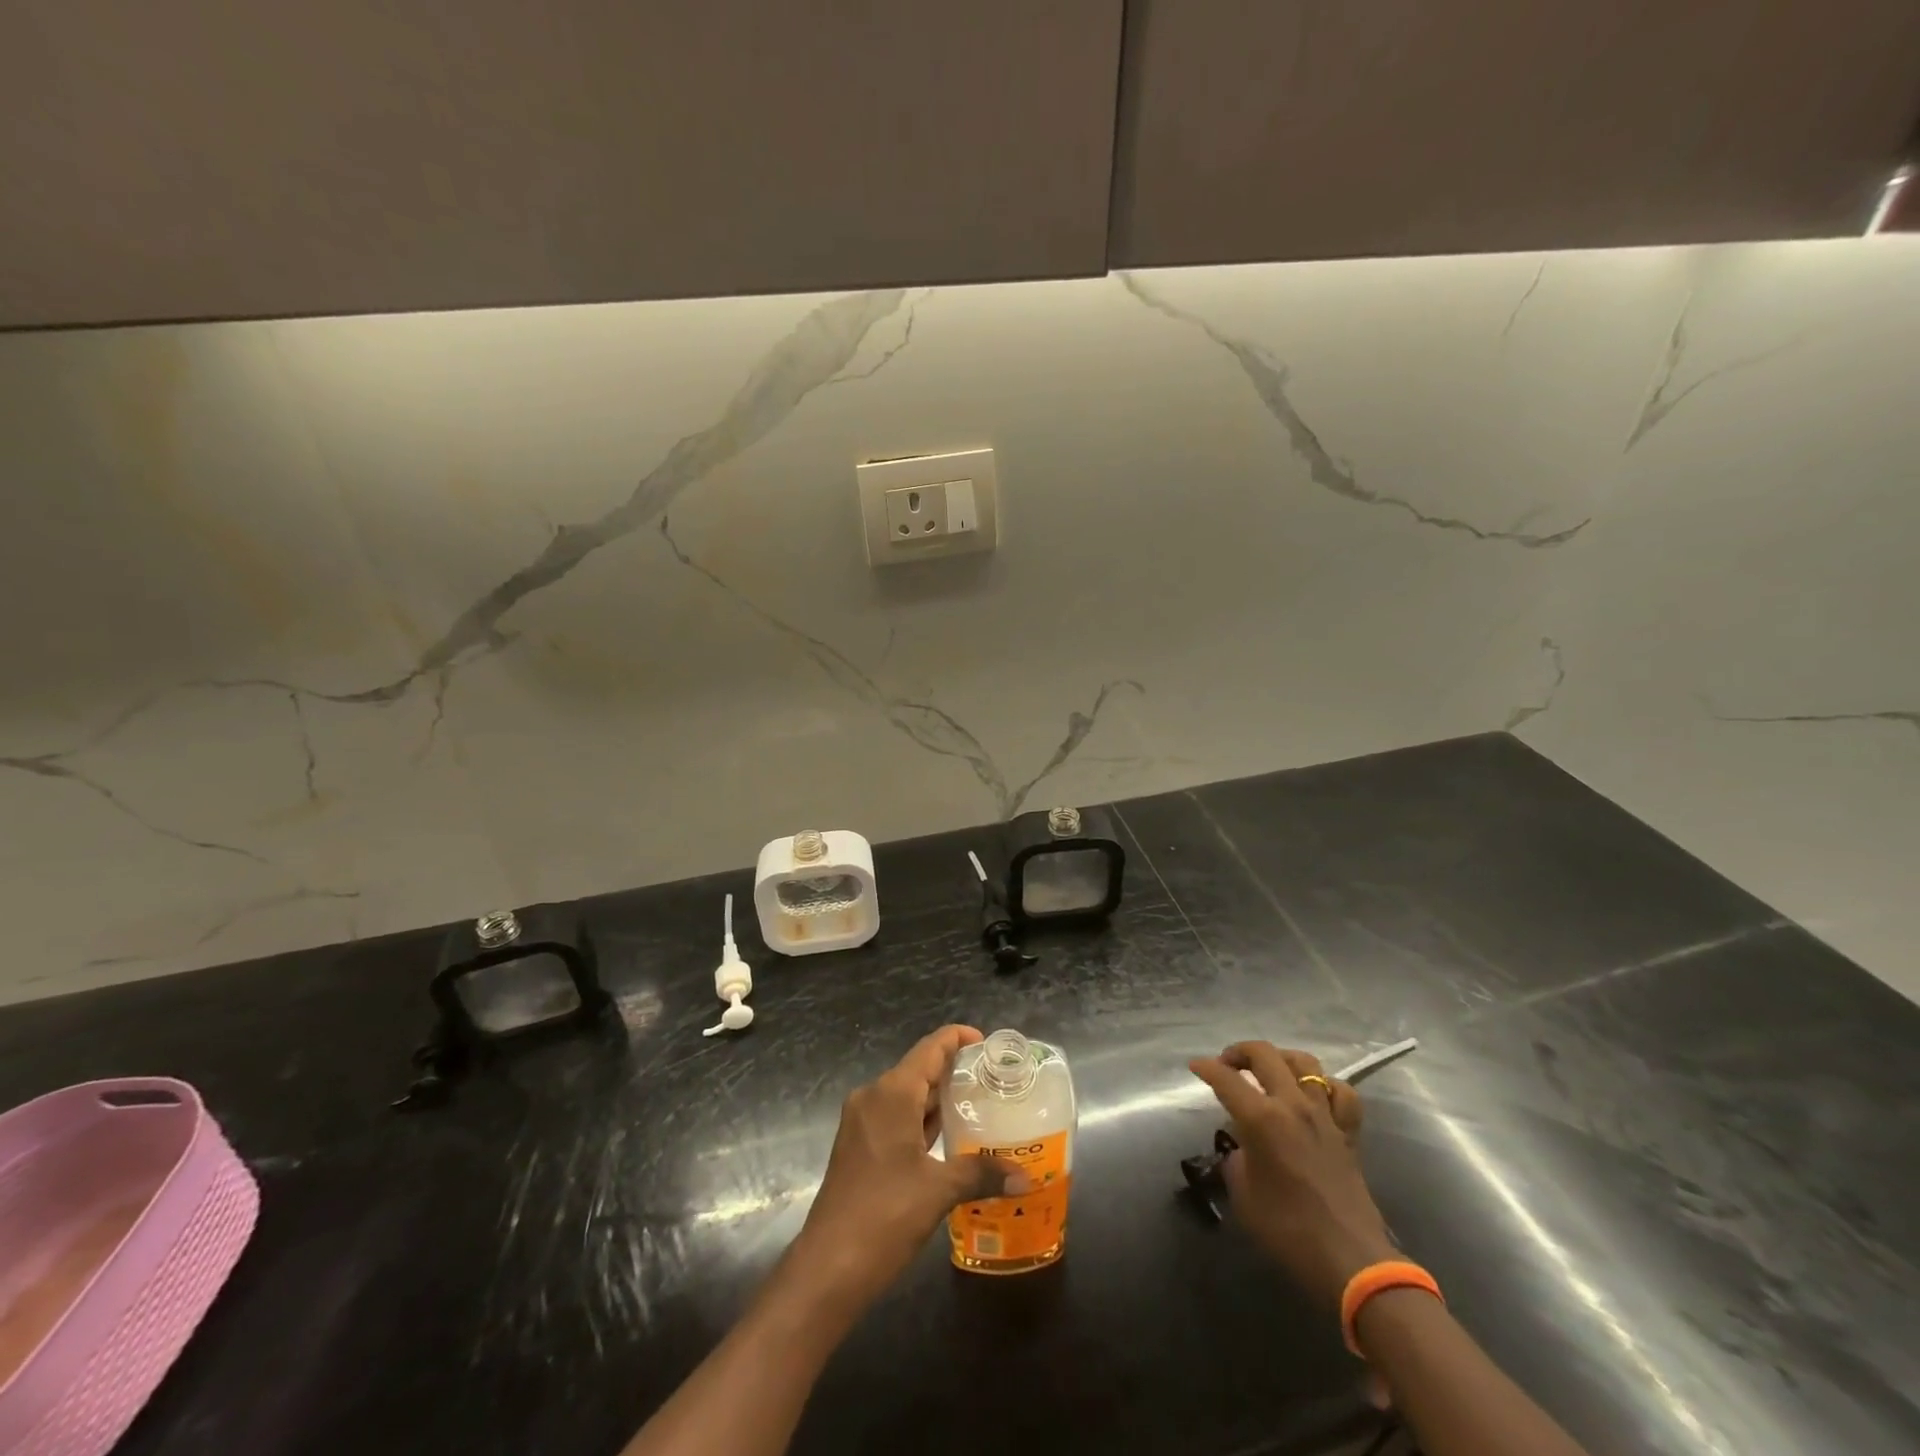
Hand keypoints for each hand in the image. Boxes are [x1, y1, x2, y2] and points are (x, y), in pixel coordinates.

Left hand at [793, 1026, 1022, 1310]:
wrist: (827, 1268)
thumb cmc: (884, 1216)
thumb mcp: (938, 1191)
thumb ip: (981, 1175)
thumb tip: (1025, 1177)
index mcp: (891, 1093)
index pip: (929, 1049)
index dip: (957, 1039)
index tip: (986, 1043)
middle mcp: (873, 1097)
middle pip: (918, 1069)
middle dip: (953, 1071)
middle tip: (992, 1080)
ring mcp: (861, 1122)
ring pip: (906, 1095)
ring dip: (937, 1098)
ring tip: (977, 1104)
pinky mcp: (857, 1146)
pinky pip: (895, 1117)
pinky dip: (921, 1120)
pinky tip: (947, 1137)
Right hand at [1190, 1042, 1397, 1309]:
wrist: (1350, 1260)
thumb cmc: (1288, 1230)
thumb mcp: (1243, 1194)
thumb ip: (1236, 1159)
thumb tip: (1241, 1148)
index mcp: (1261, 1119)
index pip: (1226, 1079)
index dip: (1206, 1068)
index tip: (1195, 1066)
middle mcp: (1292, 1105)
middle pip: (1264, 1054)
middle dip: (1239, 1052)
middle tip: (1227, 1065)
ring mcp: (1324, 1115)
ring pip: (1304, 1063)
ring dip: (1280, 1059)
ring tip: (1268, 1071)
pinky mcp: (1348, 1132)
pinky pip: (1341, 1093)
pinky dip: (1325, 1086)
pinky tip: (1314, 1095)